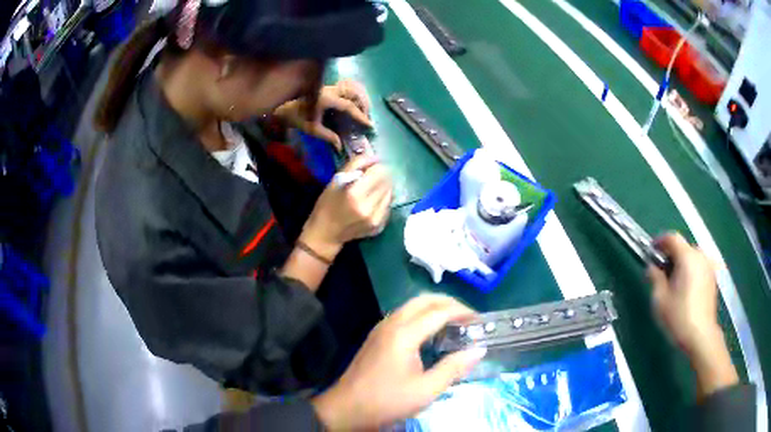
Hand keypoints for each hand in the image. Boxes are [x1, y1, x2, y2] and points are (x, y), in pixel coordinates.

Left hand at [274, 79, 371, 150]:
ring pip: (349, 89)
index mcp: (327, 98)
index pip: (349, 106)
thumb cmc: (295, 117)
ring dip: (357, 99)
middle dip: (363, 105)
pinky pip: (343, 89)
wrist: (281, 105)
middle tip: (366, 118)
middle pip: (353, 94)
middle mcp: (330, 89)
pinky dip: (350, 96)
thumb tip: (340, 147)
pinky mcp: (325, 87)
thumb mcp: (311, 128)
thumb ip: (328, 136)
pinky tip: (350, 105)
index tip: (369, 124)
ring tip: (361, 111)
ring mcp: (328, 87)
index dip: (360, 116)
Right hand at [300, 156, 392, 260]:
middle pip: (387, 181)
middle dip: (380, 175)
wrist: (326, 234)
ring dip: (383, 187)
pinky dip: (382, 199)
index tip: (369, 167)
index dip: (376, 166)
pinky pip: (388, 206)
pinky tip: (371, 201)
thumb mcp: (335, 180)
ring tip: (370, 189)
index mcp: (355, 194)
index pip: (379, 171)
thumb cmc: (327, 204)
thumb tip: (375, 157)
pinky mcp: (380, 226)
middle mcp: (369, 208)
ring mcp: (376, 219)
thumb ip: (356, 164)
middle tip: (369, 177)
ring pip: (390, 193)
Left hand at [311, 294, 486, 429]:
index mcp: (404, 334)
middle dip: (449, 303)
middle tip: (468, 318)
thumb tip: (479, 350)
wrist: (346, 408)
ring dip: (435, 308)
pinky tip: (431, 334)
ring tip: (454, 324)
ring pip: (412, 305)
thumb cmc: (387, 401)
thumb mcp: (426, 390)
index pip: (439, 311)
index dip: (462, 312)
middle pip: (424, 299)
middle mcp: (391, 324)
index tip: (480, 321)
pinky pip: (403, 315)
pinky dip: (422, 315)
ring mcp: (381, 328)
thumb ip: (453, 368)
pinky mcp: (376, 336)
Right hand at [647, 233, 737, 397]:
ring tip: (673, 282)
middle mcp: (700, 256)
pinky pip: (699, 267)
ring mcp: (708, 266)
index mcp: (687, 257)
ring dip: (681, 264)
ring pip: (692, 257)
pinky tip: (685, 290)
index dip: (660, 241)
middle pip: (683, 247)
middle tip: (661, 271)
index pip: (672, 238)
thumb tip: (652, 267)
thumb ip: (655, 278)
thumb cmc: (679, 317)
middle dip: (671, 255)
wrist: (701, 336)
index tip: (651, 252)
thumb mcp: (660, 300)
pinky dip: (690, 271)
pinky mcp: (712, 278)